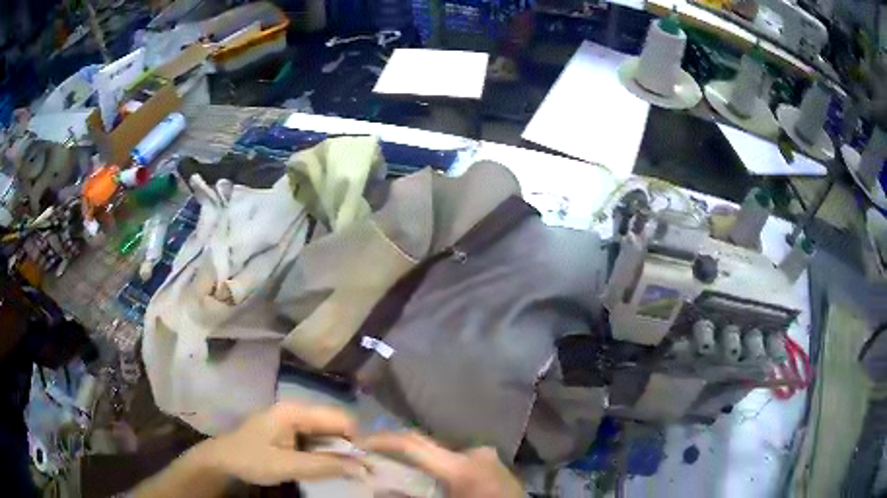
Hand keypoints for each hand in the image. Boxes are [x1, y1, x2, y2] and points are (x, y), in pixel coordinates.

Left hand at [193, 402, 367, 485]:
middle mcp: (297, 411)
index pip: (339, 419)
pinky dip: (326, 454)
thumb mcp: (287, 465)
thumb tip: (362, 467)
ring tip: (347, 472)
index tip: (366, 463)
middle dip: (349, 447)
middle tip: (359, 471)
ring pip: (327, 434)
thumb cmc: (251, 459)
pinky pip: (317, 441)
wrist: (222, 461)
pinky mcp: (290, 433)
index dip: (356, 439)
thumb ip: (324, 466)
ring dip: (339, 452)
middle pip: (335, 425)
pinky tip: (329, 468)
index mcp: (295, 411)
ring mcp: (293, 422)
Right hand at [359, 431, 523, 497]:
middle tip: (375, 457)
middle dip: (399, 450)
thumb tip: (377, 488)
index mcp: (461, 465)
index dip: (381, 440)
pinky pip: (458, 460)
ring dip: (420, 460)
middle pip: (427, 445)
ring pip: (442, 453)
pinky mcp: (493, 462)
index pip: (413, 443)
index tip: (358, 443)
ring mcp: (487, 455)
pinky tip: (432, 479)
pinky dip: (439, 467)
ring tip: (401, 470)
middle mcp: (475, 452)